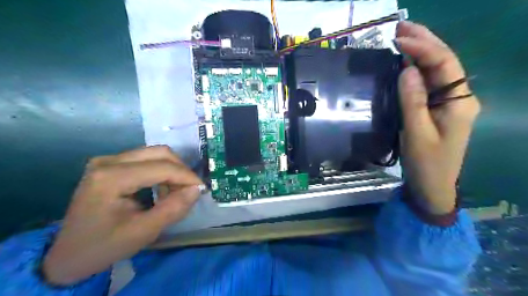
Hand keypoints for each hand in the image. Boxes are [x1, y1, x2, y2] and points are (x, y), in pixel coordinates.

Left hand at [41, 145, 201, 283]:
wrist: (68, 254)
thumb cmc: (104, 245)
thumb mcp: (143, 232)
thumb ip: (173, 209)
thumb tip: (197, 190)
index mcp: (111, 178)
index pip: (162, 167)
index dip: (187, 176)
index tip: (202, 189)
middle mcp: (108, 161)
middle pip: (160, 153)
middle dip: (181, 170)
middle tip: (189, 190)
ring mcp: (108, 160)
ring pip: (155, 154)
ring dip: (172, 171)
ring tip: (175, 193)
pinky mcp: (111, 164)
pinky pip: (147, 159)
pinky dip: (162, 171)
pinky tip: (161, 189)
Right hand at [396, 21, 479, 215]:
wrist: (432, 185)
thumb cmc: (426, 162)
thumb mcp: (417, 133)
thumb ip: (412, 101)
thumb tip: (406, 71)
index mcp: (459, 101)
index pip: (444, 64)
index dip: (422, 48)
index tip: (399, 39)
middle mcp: (458, 97)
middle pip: (444, 61)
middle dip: (424, 42)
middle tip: (402, 27)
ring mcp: (448, 102)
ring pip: (436, 71)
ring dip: (420, 53)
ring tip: (403, 37)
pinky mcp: (436, 109)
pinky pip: (428, 84)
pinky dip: (415, 70)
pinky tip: (404, 63)